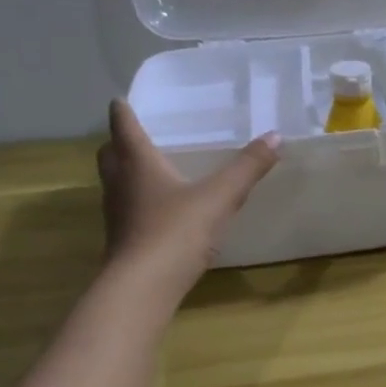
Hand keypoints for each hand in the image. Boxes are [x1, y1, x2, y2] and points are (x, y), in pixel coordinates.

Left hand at [96, 99, 279, 288]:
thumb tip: (275, 136)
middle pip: (111, 154)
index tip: (121, 100)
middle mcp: (120, 183)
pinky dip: (138, 202)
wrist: (143, 286)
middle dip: (120, 142)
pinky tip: (161, 211)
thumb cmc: (176, 231)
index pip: (123, 127)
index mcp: (138, 164)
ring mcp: (118, 214)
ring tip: (152, 171)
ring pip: (116, 183)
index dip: (122, 112)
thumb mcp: (220, 197)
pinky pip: (127, 209)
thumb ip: (247, 168)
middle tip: (137, 136)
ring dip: (127, 172)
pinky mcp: (123, 240)